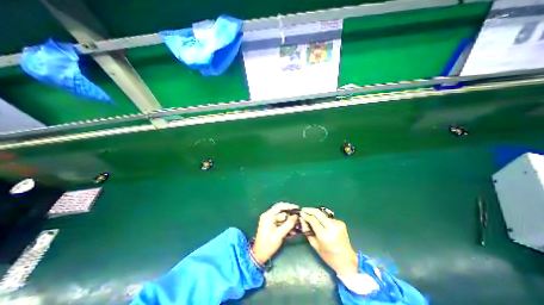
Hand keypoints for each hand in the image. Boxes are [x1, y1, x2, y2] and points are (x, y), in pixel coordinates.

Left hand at [253, 201, 298, 262]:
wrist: (259, 255)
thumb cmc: (268, 244)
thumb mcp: (280, 234)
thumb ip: (288, 224)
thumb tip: (296, 216)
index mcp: (268, 216)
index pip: (280, 206)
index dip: (289, 206)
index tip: (297, 208)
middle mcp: (268, 215)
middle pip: (281, 212)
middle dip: (290, 216)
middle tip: (298, 219)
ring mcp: (268, 220)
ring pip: (281, 217)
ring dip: (288, 222)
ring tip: (296, 227)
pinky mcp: (270, 225)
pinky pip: (279, 222)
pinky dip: (285, 225)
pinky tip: (291, 231)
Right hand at [300, 207, 359, 275]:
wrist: (348, 260)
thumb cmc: (329, 256)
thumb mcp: (315, 245)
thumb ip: (307, 231)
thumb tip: (302, 219)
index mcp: (324, 235)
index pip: (313, 220)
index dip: (306, 215)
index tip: (301, 212)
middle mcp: (332, 227)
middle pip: (318, 213)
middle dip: (310, 210)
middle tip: (304, 209)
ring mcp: (337, 224)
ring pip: (323, 215)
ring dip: (316, 215)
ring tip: (311, 216)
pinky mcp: (341, 223)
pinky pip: (328, 219)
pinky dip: (323, 219)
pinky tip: (322, 223)